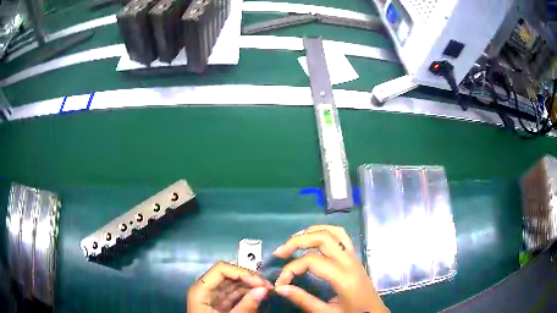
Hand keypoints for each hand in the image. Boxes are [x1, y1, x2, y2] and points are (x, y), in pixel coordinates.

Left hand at [187, 261, 272, 311]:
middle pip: (228, 275)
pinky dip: (247, 294)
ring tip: (267, 291)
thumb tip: (265, 289)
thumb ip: (246, 306)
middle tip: (268, 286)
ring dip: (250, 286)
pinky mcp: (219, 304)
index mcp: (201, 289)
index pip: (221, 269)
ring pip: (233, 284)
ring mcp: (213, 297)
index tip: (260, 282)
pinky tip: (259, 296)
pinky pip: (234, 294)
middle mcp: (206, 289)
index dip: (242, 272)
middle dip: (249, 278)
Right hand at [273, 225, 388, 312]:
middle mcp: (349, 261)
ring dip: (311, 232)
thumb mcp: (326, 312)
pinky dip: (325, 231)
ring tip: (294, 240)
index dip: (290, 269)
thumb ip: (303, 300)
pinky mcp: (355, 256)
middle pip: (322, 238)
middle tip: (280, 252)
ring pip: (333, 232)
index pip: (311, 261)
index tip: (280, 283)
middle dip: (297, 242)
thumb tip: (280, 288)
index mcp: (343, 276)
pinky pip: (341, 235)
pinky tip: (314, 238)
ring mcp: (354, 256)